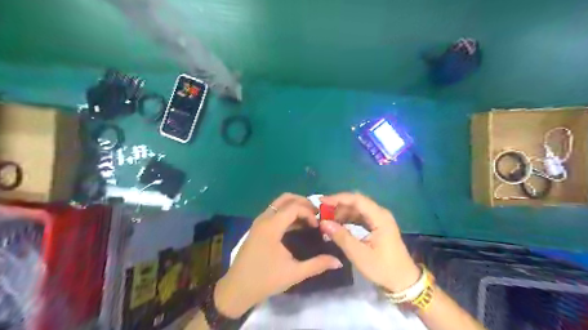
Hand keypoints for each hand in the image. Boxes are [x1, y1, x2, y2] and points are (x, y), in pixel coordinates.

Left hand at [215, 193, 345, 318]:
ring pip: (279, 204)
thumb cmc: (265, 280)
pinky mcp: (257, 227)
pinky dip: (287, 213)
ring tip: (309, 219)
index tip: (317, 226)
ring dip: (295, 207)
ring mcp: (259, 222)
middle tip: (316, 214)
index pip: (294, 207)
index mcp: (271, 227)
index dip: (309, 213)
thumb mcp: (294, 273)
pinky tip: (296, 225)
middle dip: (303, 203)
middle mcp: (264, 219)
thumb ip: (317, 265)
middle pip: (286, 199)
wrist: (237, 289)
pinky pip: (274, 212)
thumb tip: (338, 261)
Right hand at [320, 191, 419, 292]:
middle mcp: (380, 214)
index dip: (338, 198)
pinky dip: (348, 219)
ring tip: (327, 219)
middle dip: (338, 205)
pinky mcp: (377, 226)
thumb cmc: (383, 268)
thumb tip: (323, 223)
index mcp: (380, 217)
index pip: (357, 199)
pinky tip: (338, 224)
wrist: (403, 281)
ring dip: (342, 212)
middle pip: (357, 202)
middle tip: (321, 212)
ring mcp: (379, 219)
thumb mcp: (359, 254)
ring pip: (357, 209)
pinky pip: (360, 217)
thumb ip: (341, 237)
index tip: (321, 202)